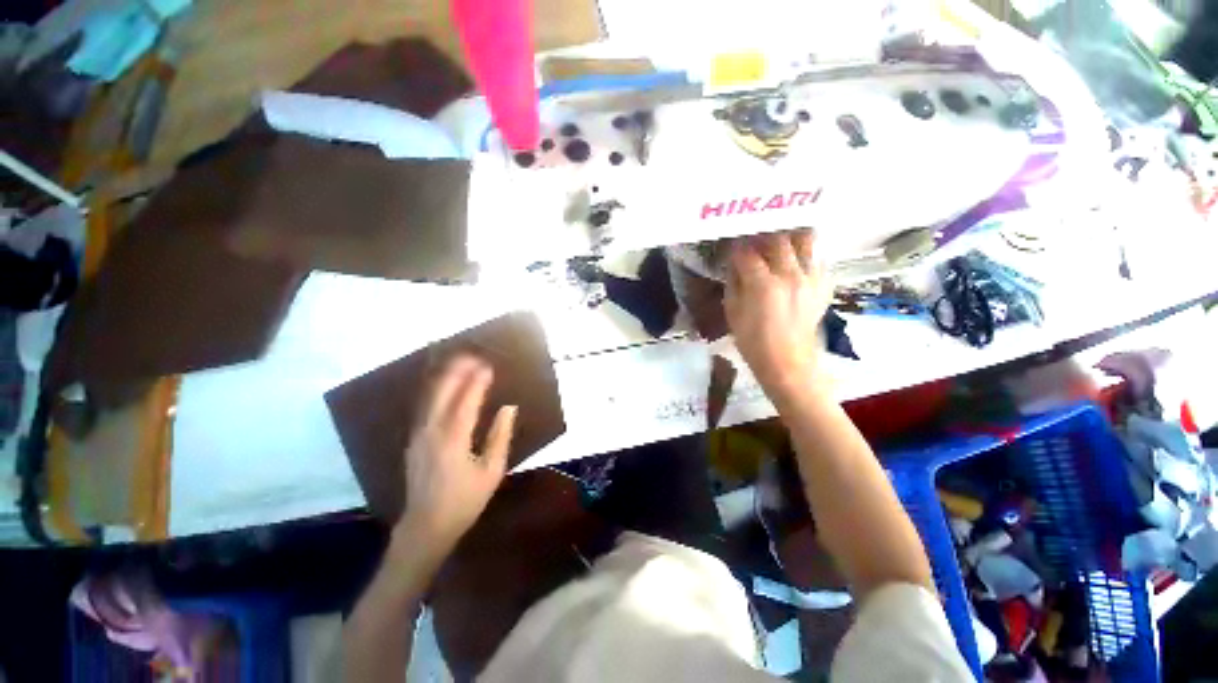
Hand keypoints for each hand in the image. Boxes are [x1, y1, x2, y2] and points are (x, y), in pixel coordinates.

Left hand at [397, 354, 517, 552]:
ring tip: (459, 363)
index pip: (466, 401)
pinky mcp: (414, 440)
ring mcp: (419, 435)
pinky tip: (446, 386)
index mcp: (453, 440)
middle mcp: (432, 432)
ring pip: (430, 397)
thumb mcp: (492, 471)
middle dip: (457, 372)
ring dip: (445, 378)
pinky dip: (437, 391)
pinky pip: (426, 407)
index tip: (488, 366)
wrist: (425, 527)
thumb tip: (509, 408)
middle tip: (472, 356)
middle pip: (442, 393)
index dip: (477, 382)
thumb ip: (500, 436)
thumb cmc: (465, 500)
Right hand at [725, 230, 831, 403]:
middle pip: (778, 239)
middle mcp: (791, 275)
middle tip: (753, 243)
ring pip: (805, 240)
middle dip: (762, 237)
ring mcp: (811, 279)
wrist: (787, 361)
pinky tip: (793, 265)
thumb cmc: (752, 341)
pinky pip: (816, 258)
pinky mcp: (823, 285)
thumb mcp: (732, 311)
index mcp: (763, 285)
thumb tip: (735, 262)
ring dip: (789, 238)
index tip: (732, 248)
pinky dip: (804, 255)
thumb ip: (733, 281)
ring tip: (778, 246)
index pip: (747, 253)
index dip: (737, 248)